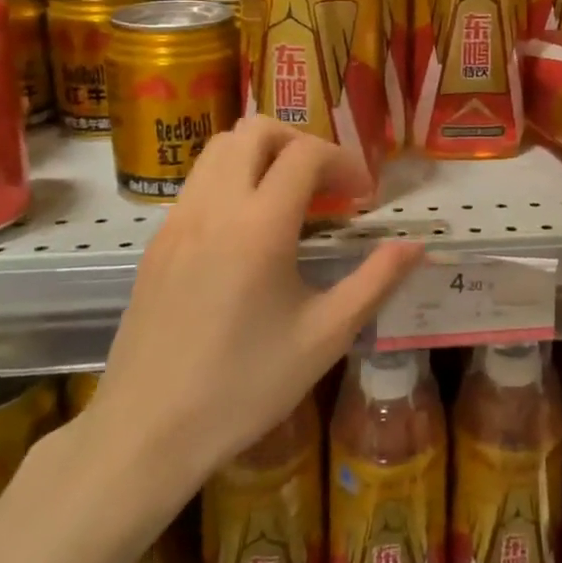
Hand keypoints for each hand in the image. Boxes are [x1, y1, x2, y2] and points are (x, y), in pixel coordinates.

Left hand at [80, 118, 423, 514]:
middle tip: (327, 186)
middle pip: (257, 130)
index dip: (345, 162)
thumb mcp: (324, 337)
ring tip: (290, 200)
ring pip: (220, 147)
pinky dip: (232, 178)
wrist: (145, 433)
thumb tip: (415, 246)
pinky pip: (198, 180)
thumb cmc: (243, 387)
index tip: (364, 197)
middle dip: (301, 143)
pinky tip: (248, 230)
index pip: (306, 153)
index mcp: (259, 226)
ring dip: (263, 155)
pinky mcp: (157, 240)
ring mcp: (178, 220)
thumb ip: (375, 281)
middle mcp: (214, 207)